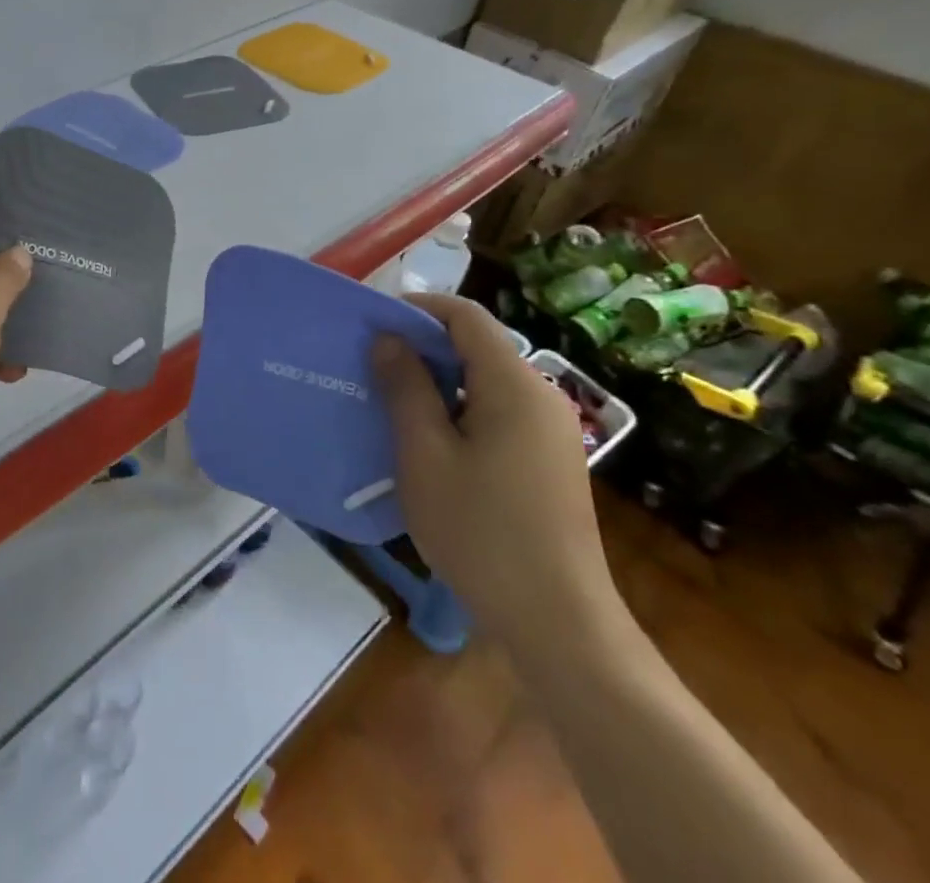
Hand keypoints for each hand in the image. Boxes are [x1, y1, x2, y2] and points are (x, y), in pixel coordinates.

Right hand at [373, 293, 621, 655]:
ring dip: (439, 379)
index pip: (466, 316)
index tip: (373, 323)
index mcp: (514, 385)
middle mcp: (542, 396)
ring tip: (391, 399)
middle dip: (423, 344)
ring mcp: (551, 430)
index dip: (418, 308)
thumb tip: (389, 338)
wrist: (557, 622)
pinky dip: (460, 407)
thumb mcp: (425, 454)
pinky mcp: (550, 459)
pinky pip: (499, 410)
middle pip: (478, 345)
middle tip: (372, 363)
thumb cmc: (481, 531)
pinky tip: (429, 439)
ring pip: (486, 379)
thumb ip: (406, 388)